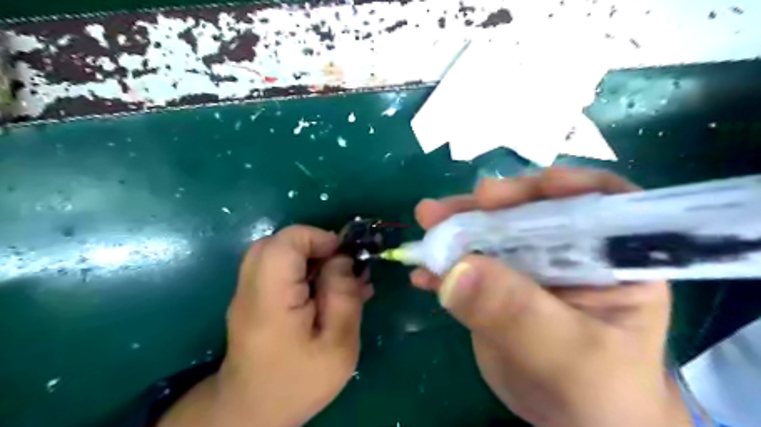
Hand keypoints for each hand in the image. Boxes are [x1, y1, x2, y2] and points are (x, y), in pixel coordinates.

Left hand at [159, 224, 372, 424]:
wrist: (253, 411)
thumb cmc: (299, 382)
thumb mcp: (338, 346)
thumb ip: (343, 296)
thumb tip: (343, 259)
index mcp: (270, 300)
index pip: (285, 243)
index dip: (318, 238)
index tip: (345, 256)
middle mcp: (250, 288)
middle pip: (278, 242)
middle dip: (315, 246)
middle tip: (341, 267)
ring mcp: (247, 292)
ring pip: (277, 253)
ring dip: (310, 257)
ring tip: (336, 280)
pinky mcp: (253, 298)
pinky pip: (276, 269)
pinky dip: (301, 269)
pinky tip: (323, 289)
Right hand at [414, 169, 694, 426]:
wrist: (573, 421)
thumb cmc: (598, 391)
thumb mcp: (568, 354)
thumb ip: (518, 312)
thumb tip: (458, 269)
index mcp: (612, 258)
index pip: (598, 202)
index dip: (558, 186)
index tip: (511, 193)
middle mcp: (569, 252)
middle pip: (530, 211)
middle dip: (488, 205)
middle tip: (447, 207)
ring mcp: (529, 267)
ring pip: (493, 234)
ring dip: (457, 227)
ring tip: (427, 222)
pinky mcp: (499, 286)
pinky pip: (470, 267)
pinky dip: (445, 267)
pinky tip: (422, 272)